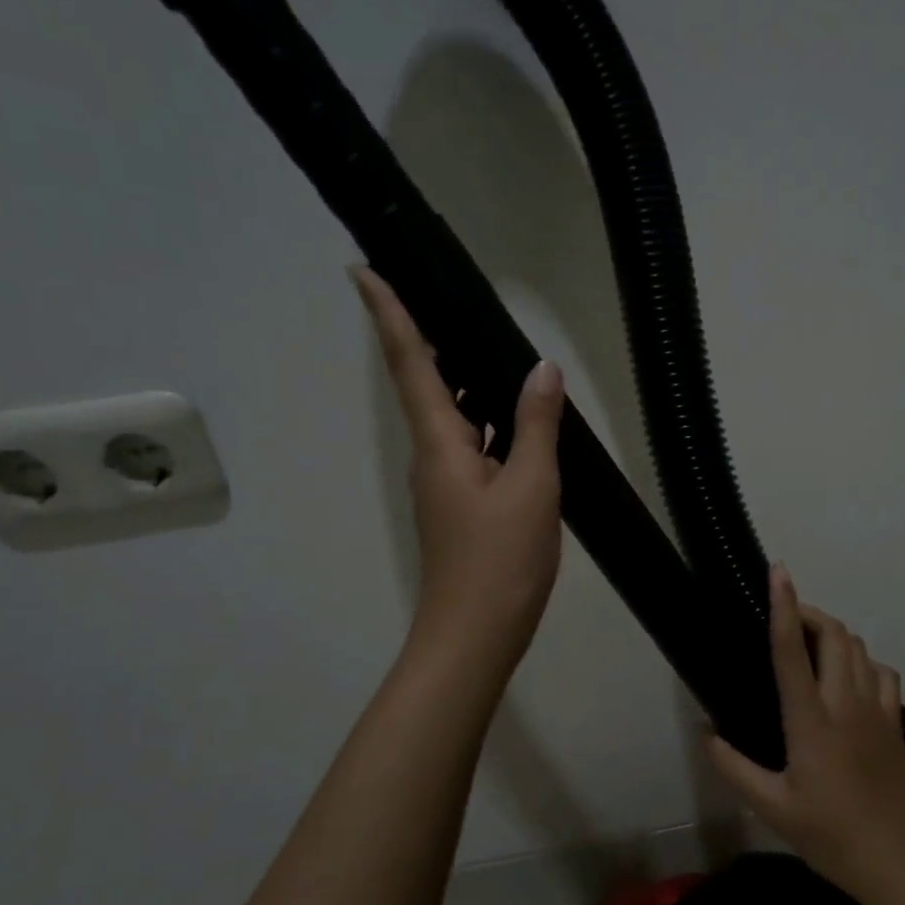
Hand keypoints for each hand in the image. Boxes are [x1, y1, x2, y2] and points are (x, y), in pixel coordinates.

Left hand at [353, 267, 564, 668]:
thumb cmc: (500, 559)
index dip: (390, 315)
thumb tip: (541, 368)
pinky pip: (469, 445)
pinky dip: (486, 420)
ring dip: (463, 379)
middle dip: (428, 338)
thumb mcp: (532, 486)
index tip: (363, 270)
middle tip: (446, 296)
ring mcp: (445, 483)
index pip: (412, 364)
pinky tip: (515, 418)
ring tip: (491, 346)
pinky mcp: (461, 505)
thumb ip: (536, 424)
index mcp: (441, 443)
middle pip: (425, 384)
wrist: (476, 634)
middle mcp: (433, 456)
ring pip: (450, 416)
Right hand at [709, 565, 904, 891]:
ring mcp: (876, 709)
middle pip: (835, 635)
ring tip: (813, 645)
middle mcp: (845, 703)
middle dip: (811, 613)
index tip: (778, 573)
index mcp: (811, 720)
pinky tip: (849, 678)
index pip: (793, 651)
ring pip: (860, 647)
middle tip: (787, 619)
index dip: (784, 607)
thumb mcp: (772, 807)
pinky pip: (882, 671)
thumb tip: (706, 733)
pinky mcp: (895, 720)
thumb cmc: (829, 834)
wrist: (898, 859)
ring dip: (835, 634)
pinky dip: (863, 661)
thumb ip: (734, 768)